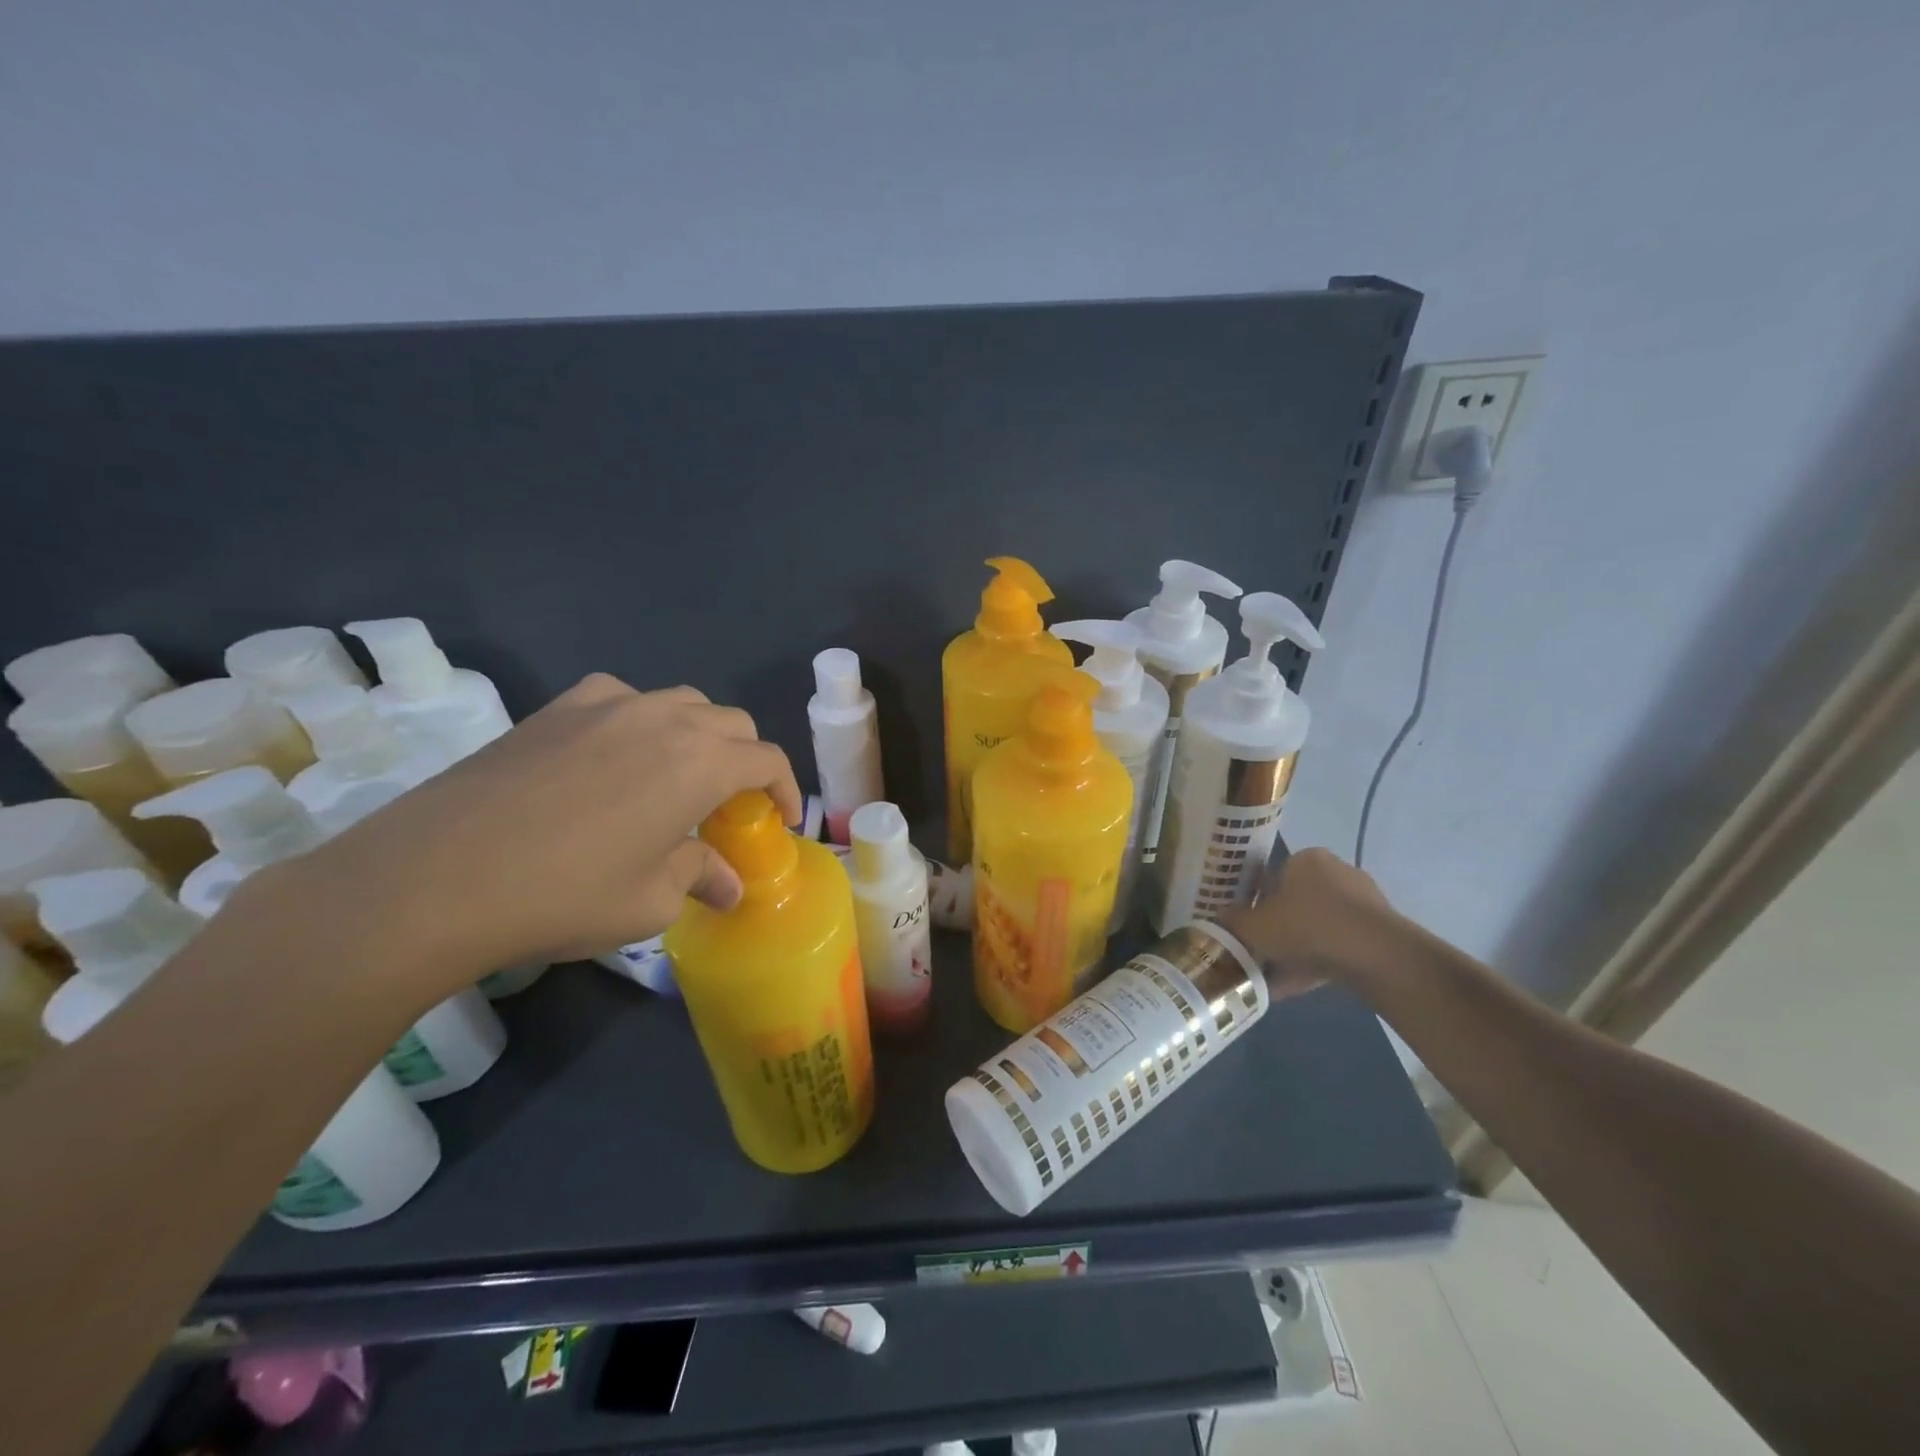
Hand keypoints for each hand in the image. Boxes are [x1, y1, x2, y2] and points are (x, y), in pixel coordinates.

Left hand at [251, 676, 802, 1002]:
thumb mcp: (649, 902)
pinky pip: (620, 698)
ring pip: (679, 702)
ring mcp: (607, 706)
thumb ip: (700, 879)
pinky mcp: (556, 709)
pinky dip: (639, 719)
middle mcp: (664, 720)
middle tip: (729, 806)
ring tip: (677, 776)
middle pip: (731, 723)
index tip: (782, 822)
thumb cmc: (564, 895)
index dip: (785, 790)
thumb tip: (729, 886)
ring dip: (697, 735)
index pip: (767, 760)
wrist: (435, 878)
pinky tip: (615, 753)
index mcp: (701, 763)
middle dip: (745, 761)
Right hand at [1220, 847, 1401, 1000]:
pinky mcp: (1379, 933)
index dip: (1257, 902)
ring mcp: (1363, 903)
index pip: (1274, 875)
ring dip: (1297, 951)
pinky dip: (1317, 965)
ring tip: (1272, 979)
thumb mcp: (1255, 926)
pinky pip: (1338, 948)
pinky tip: (1295, 989)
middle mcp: (1336, 872)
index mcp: (1305, 860)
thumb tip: (1220, 917)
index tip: (1248, 926)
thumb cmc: (1305, 925)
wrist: (1374, 955)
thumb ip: (1234, 921)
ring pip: (1318, 929)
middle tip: (1259, 953)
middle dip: (1278, 929)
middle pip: (1297, 903)